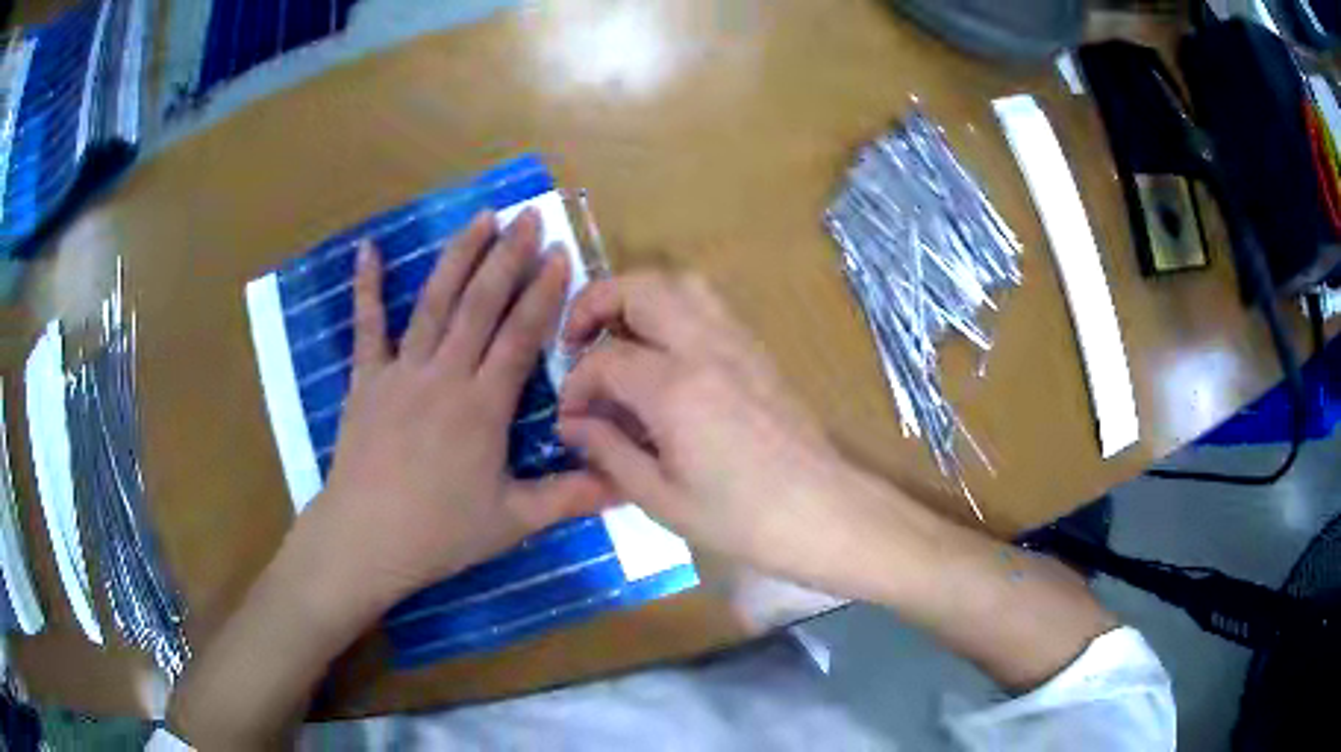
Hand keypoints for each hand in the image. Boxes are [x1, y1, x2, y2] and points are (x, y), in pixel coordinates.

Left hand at [313, 209, 609, 606]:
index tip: (559, 253)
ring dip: (459, 256)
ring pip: (434, 302)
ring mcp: (401, 371)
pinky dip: (367, 286)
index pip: (521, 335)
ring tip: (480, 217)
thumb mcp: (513, 521)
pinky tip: (368, 248)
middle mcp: (445, 375)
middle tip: (528, 215)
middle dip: (508, 256)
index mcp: (483, 406)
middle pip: (481, 304)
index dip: (543, 291)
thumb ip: (569, 498)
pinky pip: (366, 325)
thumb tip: (627, 486)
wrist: (366, 539)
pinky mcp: (366, 380)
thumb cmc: (440, 532)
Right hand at [557, 273, 912, 596]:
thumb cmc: (741, 519)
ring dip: (637, 297)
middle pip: (639, 288)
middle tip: (575, 342)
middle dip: (595, 304)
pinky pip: (708, 305)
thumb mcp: (662, 498)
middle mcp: (705, 348)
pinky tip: (664, 353)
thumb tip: (572, 426)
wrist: (823, 511)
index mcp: (675, 389)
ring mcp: (738, 342)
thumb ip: (609, 453)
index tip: (570, 420)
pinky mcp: (757, 350)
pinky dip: (673, 309)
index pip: (604, 360)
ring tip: (618, 336)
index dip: (576, 386)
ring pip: (680, 283)